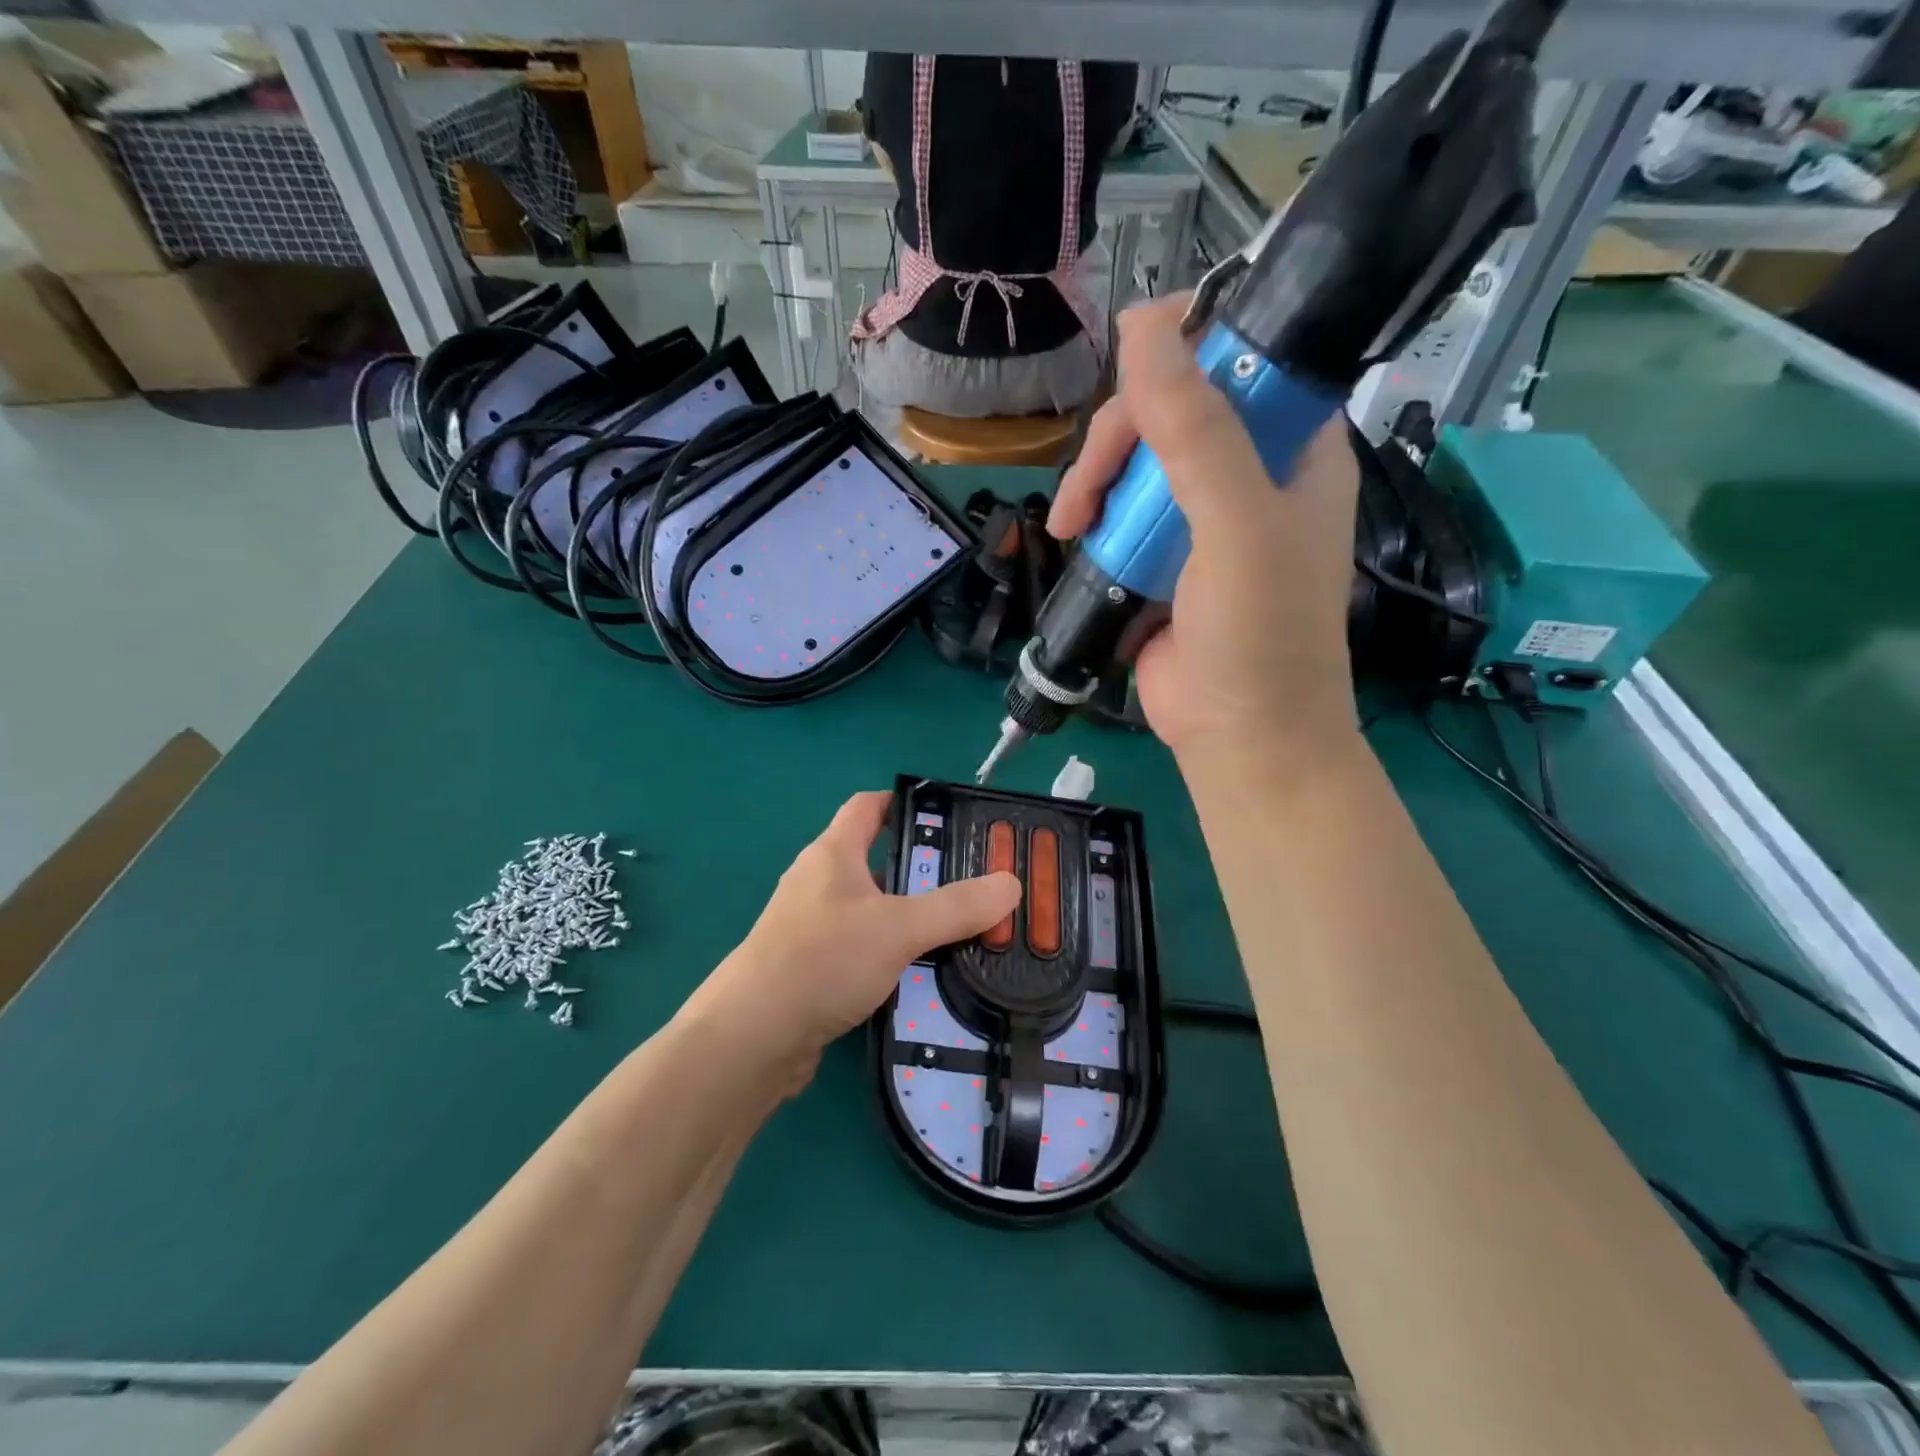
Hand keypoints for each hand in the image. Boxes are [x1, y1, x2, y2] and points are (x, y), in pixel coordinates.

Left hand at [683, 792, 1020, 1075]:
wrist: (753, 1037)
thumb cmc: (822, 960)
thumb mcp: (899, 927)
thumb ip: (957, 907)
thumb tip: (1011, 884)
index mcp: (833, 853)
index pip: (867, 807)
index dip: (904, 803)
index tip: (948, 818)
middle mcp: (818, 881)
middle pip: (874, 859)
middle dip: (921, 868)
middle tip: (970, 883)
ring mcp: (809, 925)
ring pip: (869, 907)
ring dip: (907, 915)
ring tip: (956, 930)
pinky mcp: (808, 966)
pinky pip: (857, 946)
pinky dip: (888, 952)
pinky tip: (917, 974)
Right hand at [1047, 294, 1360, 760]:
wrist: (1238, 738)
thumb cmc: (1260, 633)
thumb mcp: (1235, 524)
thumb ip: (1194, 430)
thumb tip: (1141, 324)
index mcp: (1294, 448)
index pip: (1240, 362)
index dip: (1186, 352)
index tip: (1130, 373)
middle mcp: (1249, 473)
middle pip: (1171, 412)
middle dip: (1118, 442)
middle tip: (1086, 493)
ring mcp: (1200, 519)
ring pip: (1135, 463)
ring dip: (1095, 484)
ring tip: (1070, 527)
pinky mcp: (1160, 558)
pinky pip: (1119, 513)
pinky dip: (1093, 520)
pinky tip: (1074, 540)